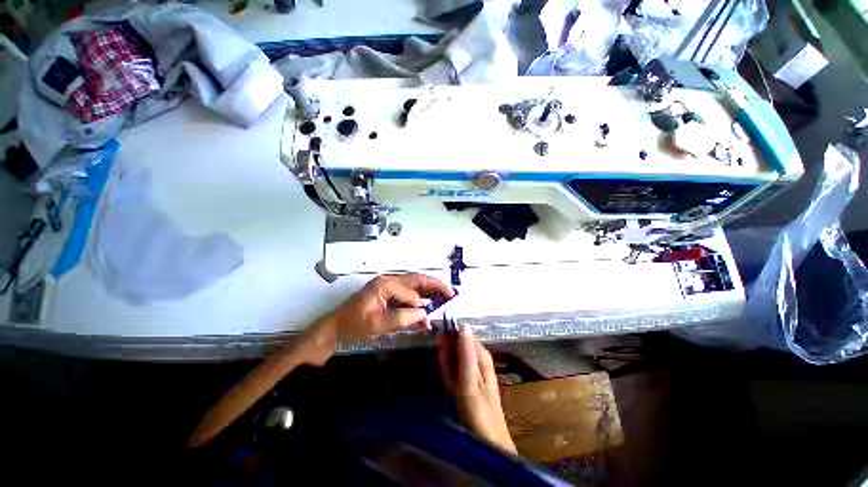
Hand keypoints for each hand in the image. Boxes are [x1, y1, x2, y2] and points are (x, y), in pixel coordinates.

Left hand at [318, 273, 452, 343]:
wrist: (336, 327)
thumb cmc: (353, 325)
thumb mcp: (377, 324)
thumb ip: (402, 318)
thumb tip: (425, 314)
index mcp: (385, 284)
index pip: (410, 293)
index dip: (420, 306)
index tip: (428, 319)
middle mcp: (389, 281)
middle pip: (417, 280)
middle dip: (434, 285)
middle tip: (451, 293)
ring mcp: (389, 286)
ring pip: (415, 284)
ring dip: (429, 290)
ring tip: (444, 295)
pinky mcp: (389, 293)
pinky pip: (409, 293)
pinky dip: (420, 298)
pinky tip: (428, 304)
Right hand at [439, 325, 516, 454]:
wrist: (488, 442)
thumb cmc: (479, 410)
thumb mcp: (470, 379)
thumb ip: (466, 352)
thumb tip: (464, 324)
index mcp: (481, 355)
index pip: (464, 334)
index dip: (451, 333)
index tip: (439, 336)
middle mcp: (478, 359)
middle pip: (459, 345)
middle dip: (447, 347)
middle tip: (440, 355)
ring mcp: (471, 371)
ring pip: (455, 356)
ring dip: (446, 358)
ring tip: (443, 366)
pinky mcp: (465, 382)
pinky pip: (454, 369)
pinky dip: (448, 369)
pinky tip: (445, 373)